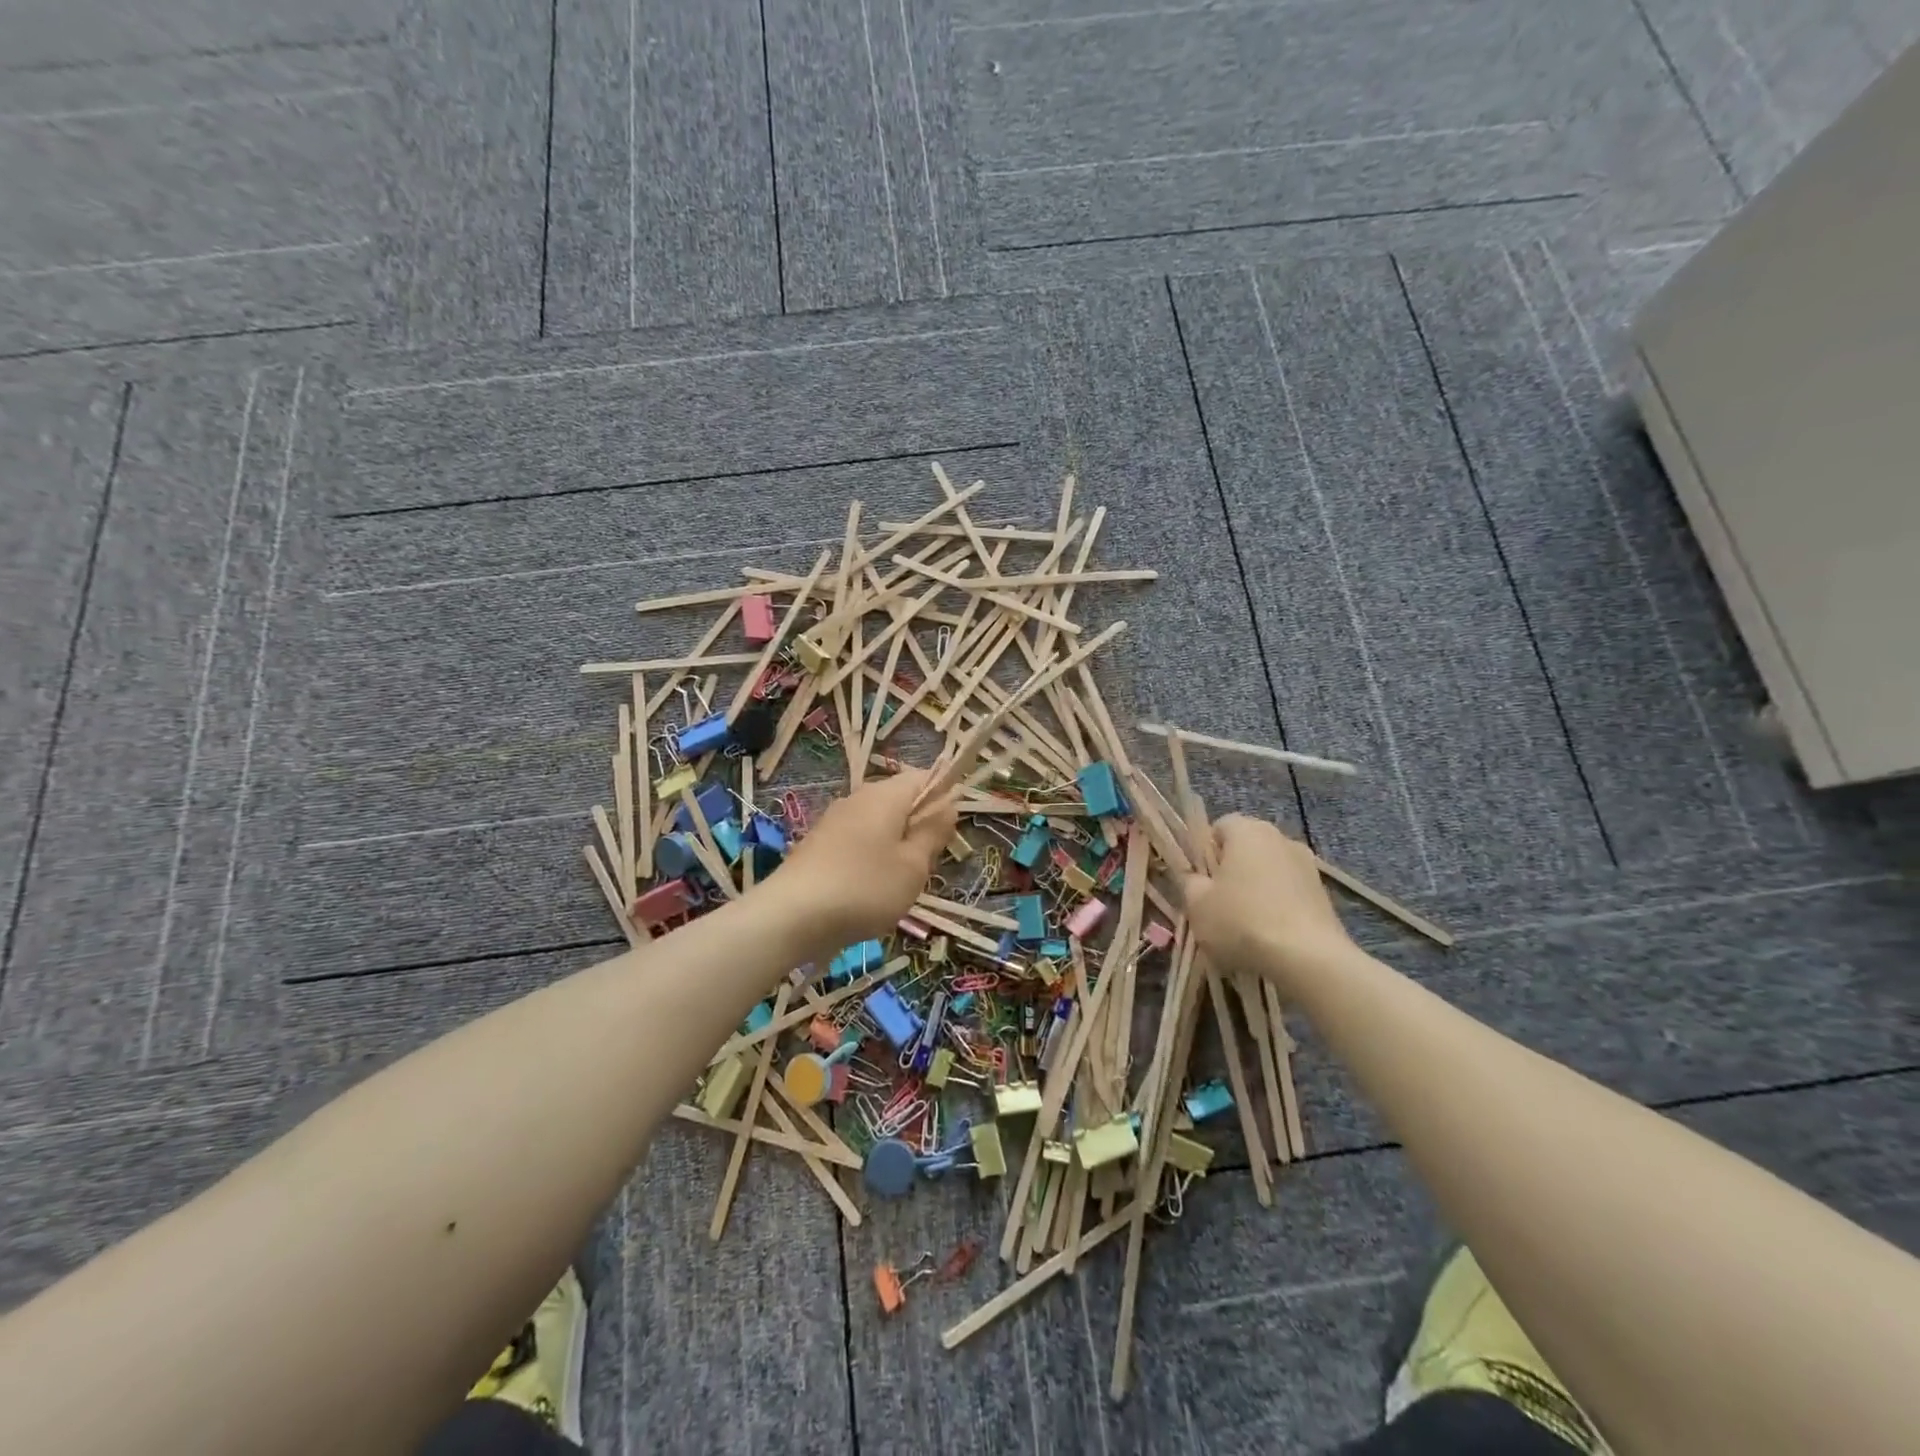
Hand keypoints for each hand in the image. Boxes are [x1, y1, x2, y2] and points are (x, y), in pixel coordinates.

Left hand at [772, 769, 958, 948]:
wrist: (791, 916)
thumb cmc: (865, 888)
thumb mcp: (913, 865)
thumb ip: (933, 831)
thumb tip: (948, 803)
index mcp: (886, 794)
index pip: (925, 777)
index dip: (943, 800)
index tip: (946, 836)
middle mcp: (859, 797)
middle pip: (901, 801)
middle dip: (918, 828)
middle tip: (923, 867)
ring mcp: (835, 819)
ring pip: (879, 823)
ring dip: (895, 847)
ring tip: (895, 885)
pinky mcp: (819, 842)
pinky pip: (857, 840)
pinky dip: (870, 859)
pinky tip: (866, 890)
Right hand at [1182, 815, 1354, 992]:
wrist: (1309, 958)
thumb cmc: (1242, 921)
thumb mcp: (1197, 904)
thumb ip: (1189, 882)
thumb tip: (1195, 878)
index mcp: (1247, 830)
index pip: (1219, 827)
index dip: (1205, 852)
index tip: (1200, 881)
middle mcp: (1280, 838)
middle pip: (1246, 848)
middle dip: (1231, 871)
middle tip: (1217, 903)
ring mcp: (1307, 865)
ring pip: (1269, 871)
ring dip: (1256, 889)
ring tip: (1246, 925)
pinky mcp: (1324, 893)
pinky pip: (1290, 893)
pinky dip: (1278, 907)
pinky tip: (1271, 936)